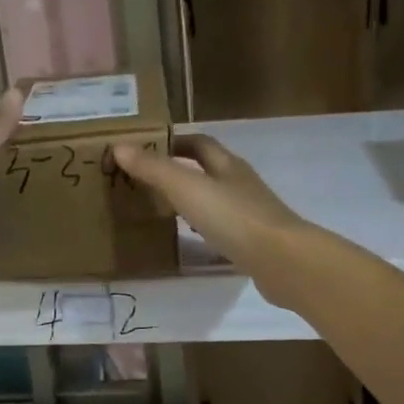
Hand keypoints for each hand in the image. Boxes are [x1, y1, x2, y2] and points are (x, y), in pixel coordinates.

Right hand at [111, 135, 309, 298]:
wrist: (283, 261)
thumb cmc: (234, 218)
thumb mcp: (188, 189)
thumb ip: (155, 169)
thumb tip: (120, 146)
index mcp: (227, 165)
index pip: (199, 143)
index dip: (174, 142)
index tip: (146, 148)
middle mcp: (240, 184)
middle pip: (208, 169)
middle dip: (180, 171)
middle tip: (146, 181)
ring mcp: (250, 213)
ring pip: (215, 199)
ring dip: (192, 200)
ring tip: (162, 209)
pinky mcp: (253, 242)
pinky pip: (223, 228)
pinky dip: (203, 228)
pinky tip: (191, 239)